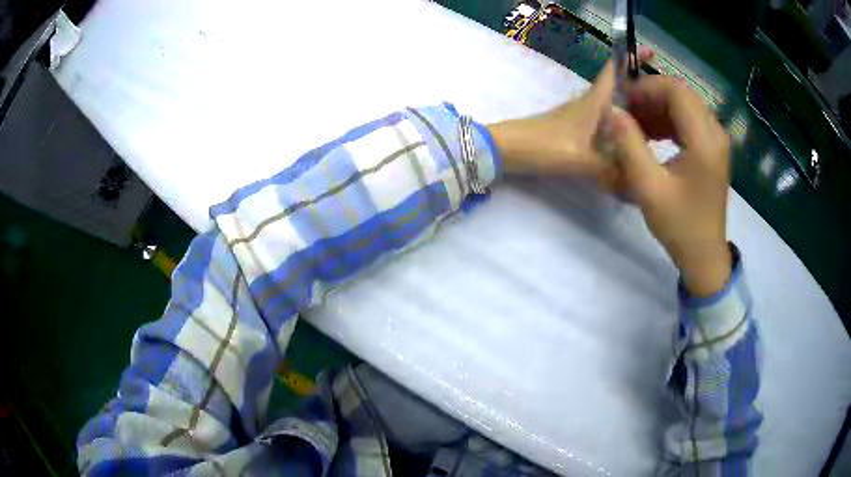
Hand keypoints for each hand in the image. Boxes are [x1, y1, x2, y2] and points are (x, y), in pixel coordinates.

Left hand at [486, 55, 643, 179]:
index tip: (650, 49)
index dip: (631, 59)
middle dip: (642, 89)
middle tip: (668, 100)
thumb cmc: (547, 146)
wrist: (510, 150)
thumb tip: (639, 180)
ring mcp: (580, 115)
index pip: (614, 72)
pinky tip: (629, 142)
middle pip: (619, 89)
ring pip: (612, 106)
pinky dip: (619, 125)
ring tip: (658, 121)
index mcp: (594, 102)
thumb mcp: (584, 161)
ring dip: (632, 108)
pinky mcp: (574, 128)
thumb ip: (613, 170)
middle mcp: (589, 104)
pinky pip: (604, 121)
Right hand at [609, 77, 731, 296]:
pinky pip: (690, 120)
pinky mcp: (714, 149)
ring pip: (685, 105)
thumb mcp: (649, 188)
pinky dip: (669, 120)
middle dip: (650, 96)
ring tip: (636, 124)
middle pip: (681, 94)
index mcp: (704, 140)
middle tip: (626, 113)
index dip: (646, 88)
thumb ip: (629, 146)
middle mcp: (716, 133)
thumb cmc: (679, 225)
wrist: (704, 255)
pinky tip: (652, 135)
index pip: (676, 90)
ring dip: (658, 108)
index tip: (623, 102)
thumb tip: (612, 111)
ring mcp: (717, 140)